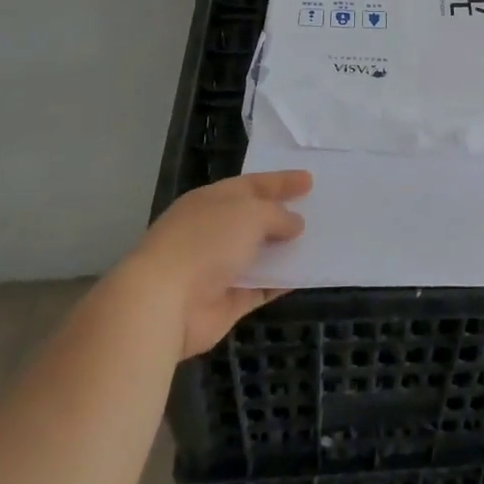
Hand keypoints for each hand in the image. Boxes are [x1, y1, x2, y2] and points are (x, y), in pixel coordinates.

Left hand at [119, 171, 310, 357]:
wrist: (164, 302)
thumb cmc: (205, 242)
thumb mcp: (249, 214)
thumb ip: (277, 216)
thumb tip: (294, 224)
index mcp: (212, 201)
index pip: (252, 185)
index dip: (281, 181)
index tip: (309, 180)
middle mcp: (214, 231)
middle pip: (255, 219)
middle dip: (283, 215)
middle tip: (317, 210)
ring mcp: (218, 268)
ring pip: (259, 254)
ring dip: (285, 250)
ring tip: (319, 242)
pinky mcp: (226, 302)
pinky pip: (261, 287)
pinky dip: (281, 282)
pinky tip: (306, 275)